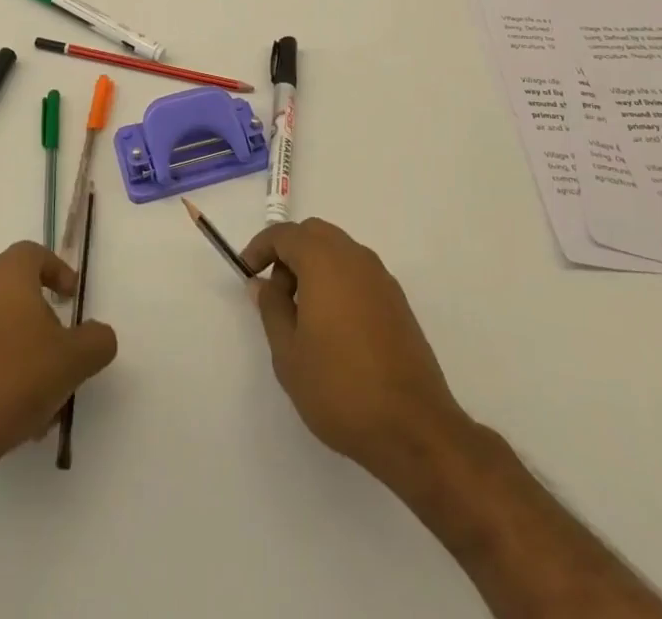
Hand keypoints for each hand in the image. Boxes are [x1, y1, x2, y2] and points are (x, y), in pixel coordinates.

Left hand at [0, 241, 117, 478]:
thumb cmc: (12, 378)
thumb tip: (100, 334)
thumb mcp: (72, 361)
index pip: (35, 254)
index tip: (71, 299)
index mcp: (7, 272)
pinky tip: (7, 408)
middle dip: (40, 319)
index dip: (57, 272)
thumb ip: (96, 341)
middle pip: (15, 290)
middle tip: (59, 352)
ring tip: (37, 395)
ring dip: (18, 349)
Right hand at [240, 219, 469, 485]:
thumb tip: (263, 283)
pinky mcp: (398, 302)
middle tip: (275, 291)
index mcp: (325, 261)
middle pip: (314, 234)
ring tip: (301, 312)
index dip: (260, 248)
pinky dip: (337, 281)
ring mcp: (381, 278)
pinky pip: (358, 273)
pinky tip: (332, 325)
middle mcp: (355, 258)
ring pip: (339, 251)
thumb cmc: (340, 388)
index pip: (285, 234)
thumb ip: (271, 308)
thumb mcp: (288, 353)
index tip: (246, 272)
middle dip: (289, 252)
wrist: (414, 428)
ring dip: (314, 266)